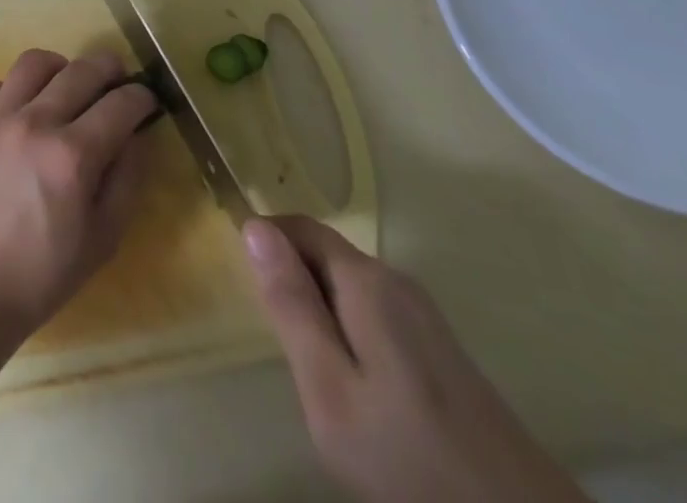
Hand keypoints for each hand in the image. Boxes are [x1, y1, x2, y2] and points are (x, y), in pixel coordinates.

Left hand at [0, 49, 159, 342]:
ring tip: (69, 85)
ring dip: (62, 67)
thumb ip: (126, 181)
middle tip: (118, 81)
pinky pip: (0, 83)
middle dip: (109, 69)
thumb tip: (136, 137)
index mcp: (73, 156)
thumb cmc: (40, 276)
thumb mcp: (101, 240)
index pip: (120, 104)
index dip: (142, 98)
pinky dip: (20, 88)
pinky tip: (27, 109)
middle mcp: (37, 122)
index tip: (148, 102)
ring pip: (36, 62)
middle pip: (82, 70)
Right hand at [242, 215, 586, 502]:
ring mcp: (424, 315)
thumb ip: (291, 305)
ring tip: (315, 375)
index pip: (299, 226)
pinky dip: (349, 333)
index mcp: (365, 280)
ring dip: (320, 311)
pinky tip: (358, 391)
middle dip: (293, 282)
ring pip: (348, 287)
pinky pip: (375, 315)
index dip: (265, 240)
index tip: (244, 283)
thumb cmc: (409, 459)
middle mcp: (396, 281)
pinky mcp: (442, 349)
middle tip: (281, 346)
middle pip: (324, 254)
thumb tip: (255, 227)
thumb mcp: (329, 389)